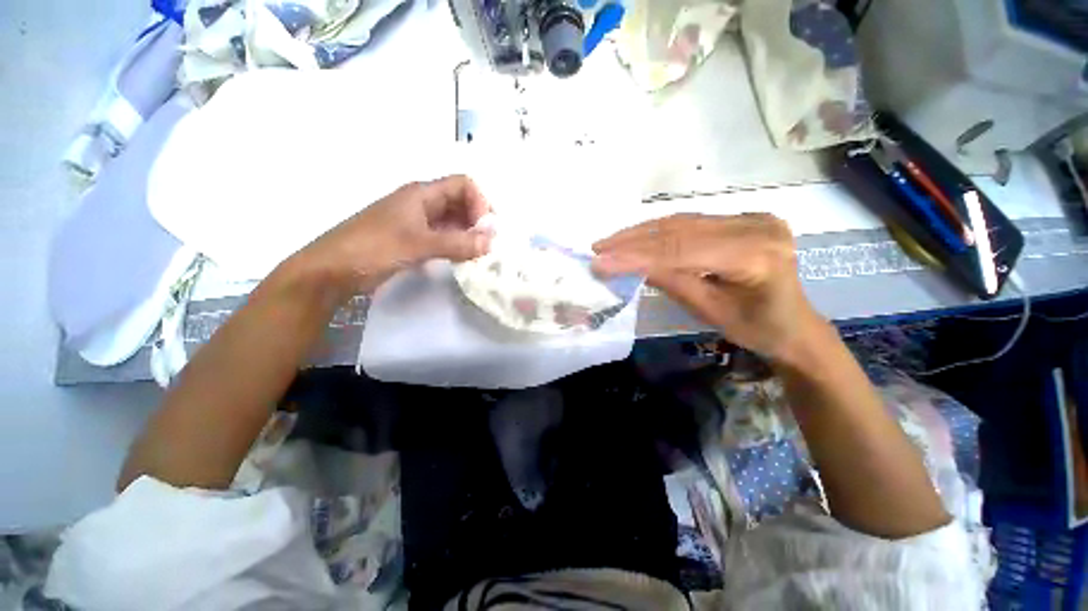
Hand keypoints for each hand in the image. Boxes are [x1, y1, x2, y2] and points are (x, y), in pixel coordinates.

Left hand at [291, 175, 491, 298]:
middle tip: (488, 244)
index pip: (463, 185)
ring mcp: (417, 222)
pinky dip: (457, 244)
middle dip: (477, 220)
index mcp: (422, 194)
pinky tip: (462, 258)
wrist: (333, 269)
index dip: (479, 203)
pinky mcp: (413, 240)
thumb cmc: (374, 248)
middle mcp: (422, 203)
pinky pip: (443, 236)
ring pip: (452, 220)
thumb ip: (457, 243)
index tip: (485, 229)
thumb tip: (491, 243)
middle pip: (460, 202)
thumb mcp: (419, 244)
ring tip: (479, 253)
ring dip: (468, 233)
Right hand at [592, 213, 826, 363]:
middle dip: (633, 241)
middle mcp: (756, 225)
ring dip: (641, 233)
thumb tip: (629, 264)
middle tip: (598, 249)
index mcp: (756, 255)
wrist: (794, 326)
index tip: (600, 261)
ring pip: (682, 221)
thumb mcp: (709, 311)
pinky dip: (659, 231)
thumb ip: (672, 282)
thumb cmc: (756, 329)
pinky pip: (691, 222)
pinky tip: (636, 238)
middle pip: (680, 230)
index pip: (682, 250)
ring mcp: (750, 217)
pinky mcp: (741, 218)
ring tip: (609, 244)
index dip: (636, 255)